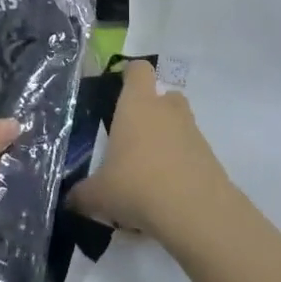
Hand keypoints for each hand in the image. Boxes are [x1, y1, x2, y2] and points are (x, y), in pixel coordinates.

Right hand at [69, 59, 233, 240]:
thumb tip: (71, 199)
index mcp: (137, 104)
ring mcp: (193, 131)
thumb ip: (82, 193)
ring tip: (148, 171)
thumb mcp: (99, 194)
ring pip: (179, 124)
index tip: (119, 91)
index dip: (130, 75)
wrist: (196, 211)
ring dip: (167, 139)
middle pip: (163, 96)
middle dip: (150, 112)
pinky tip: (166, 193)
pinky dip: (180, 164)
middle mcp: (167, 109)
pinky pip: (191, 152)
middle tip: (132, 138)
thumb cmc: (137, 185)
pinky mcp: (210, 156)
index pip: (138, 70)